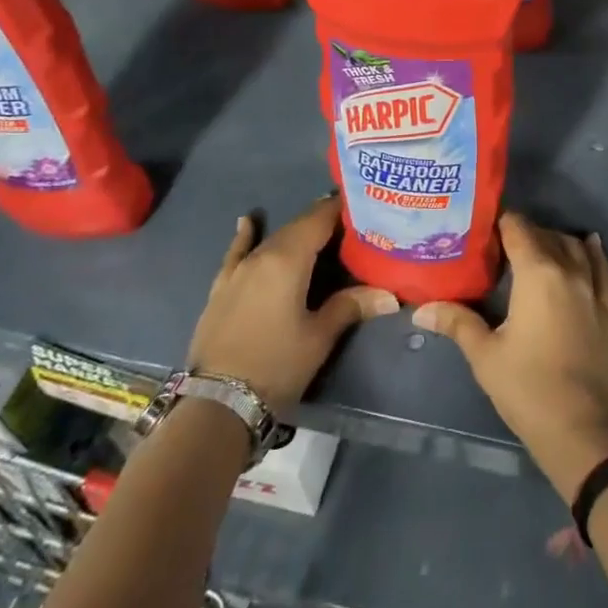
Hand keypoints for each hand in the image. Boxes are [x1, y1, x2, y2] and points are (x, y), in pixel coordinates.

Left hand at [188, 196, 398, 408]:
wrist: (218, 403)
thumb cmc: (276, 365)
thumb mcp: (319, 337)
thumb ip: (351, 306)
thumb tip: (390, 295)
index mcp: (288, 259)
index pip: (319, 219)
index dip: (341, 209)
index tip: (363, 204)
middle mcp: (262, 255)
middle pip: (297, 227)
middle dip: (323, 222)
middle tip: (351, 224)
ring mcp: (238, 270)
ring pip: (273, 239)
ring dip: (296, 232)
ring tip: (319, 227)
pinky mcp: (222, 288)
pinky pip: (237, 253)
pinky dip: (245, 236)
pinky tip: (247, 221)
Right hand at [413, 211, 607, 501]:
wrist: (583, 431)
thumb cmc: (528, 389)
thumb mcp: (485, 355)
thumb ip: (457, 323)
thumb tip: (420, 308)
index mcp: (537, 273)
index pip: (518, 229)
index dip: (498, 223)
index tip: (480, 229)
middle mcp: (569, 270)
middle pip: (545, 235)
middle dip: (522, 234)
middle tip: (497, 247)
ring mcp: (593, 289)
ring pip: (574, 246)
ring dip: (554, 240)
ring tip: (533, 250)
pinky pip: (602, 267)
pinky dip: (592, 251)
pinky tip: (588, 243)